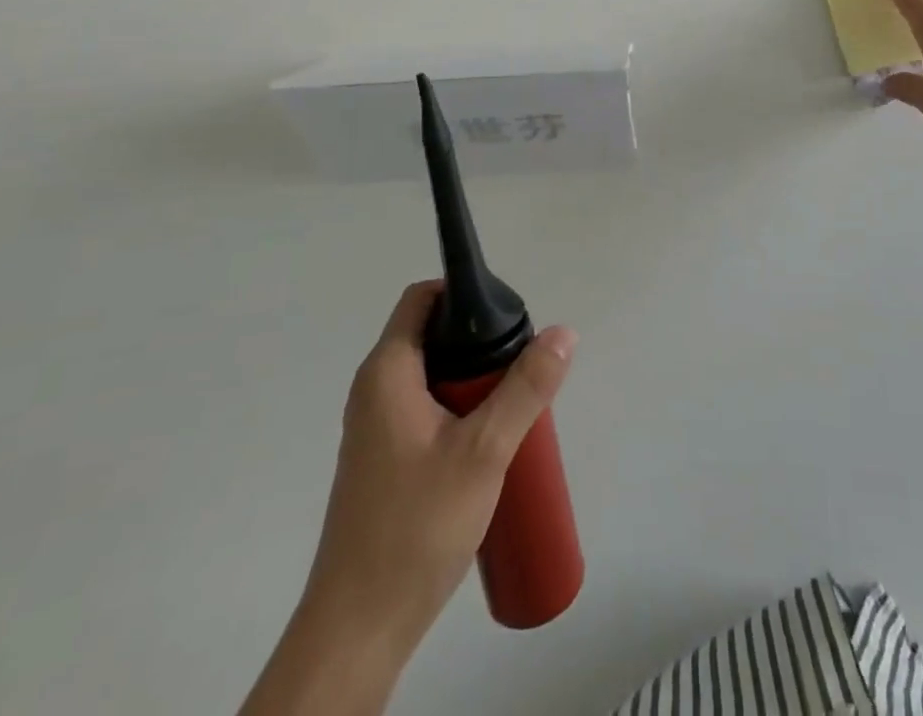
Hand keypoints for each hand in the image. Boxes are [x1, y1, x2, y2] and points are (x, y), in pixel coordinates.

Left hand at [306, 281, 576, 646]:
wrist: (359, 629)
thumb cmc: (416, 526)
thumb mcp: (485, 450)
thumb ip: (526, 388)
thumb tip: (564, 333)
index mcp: (387, 372)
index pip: (422, 299)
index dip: (462, 294)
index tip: (505, 316)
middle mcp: (374, 391)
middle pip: (432, 337)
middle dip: (479, 344)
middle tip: (521, 368)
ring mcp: (375, 429)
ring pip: (432, 379)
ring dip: (474, 383)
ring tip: (514, 407)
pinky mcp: (383, 462)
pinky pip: (425, 412)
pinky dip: (459, 412)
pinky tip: (489, 446)